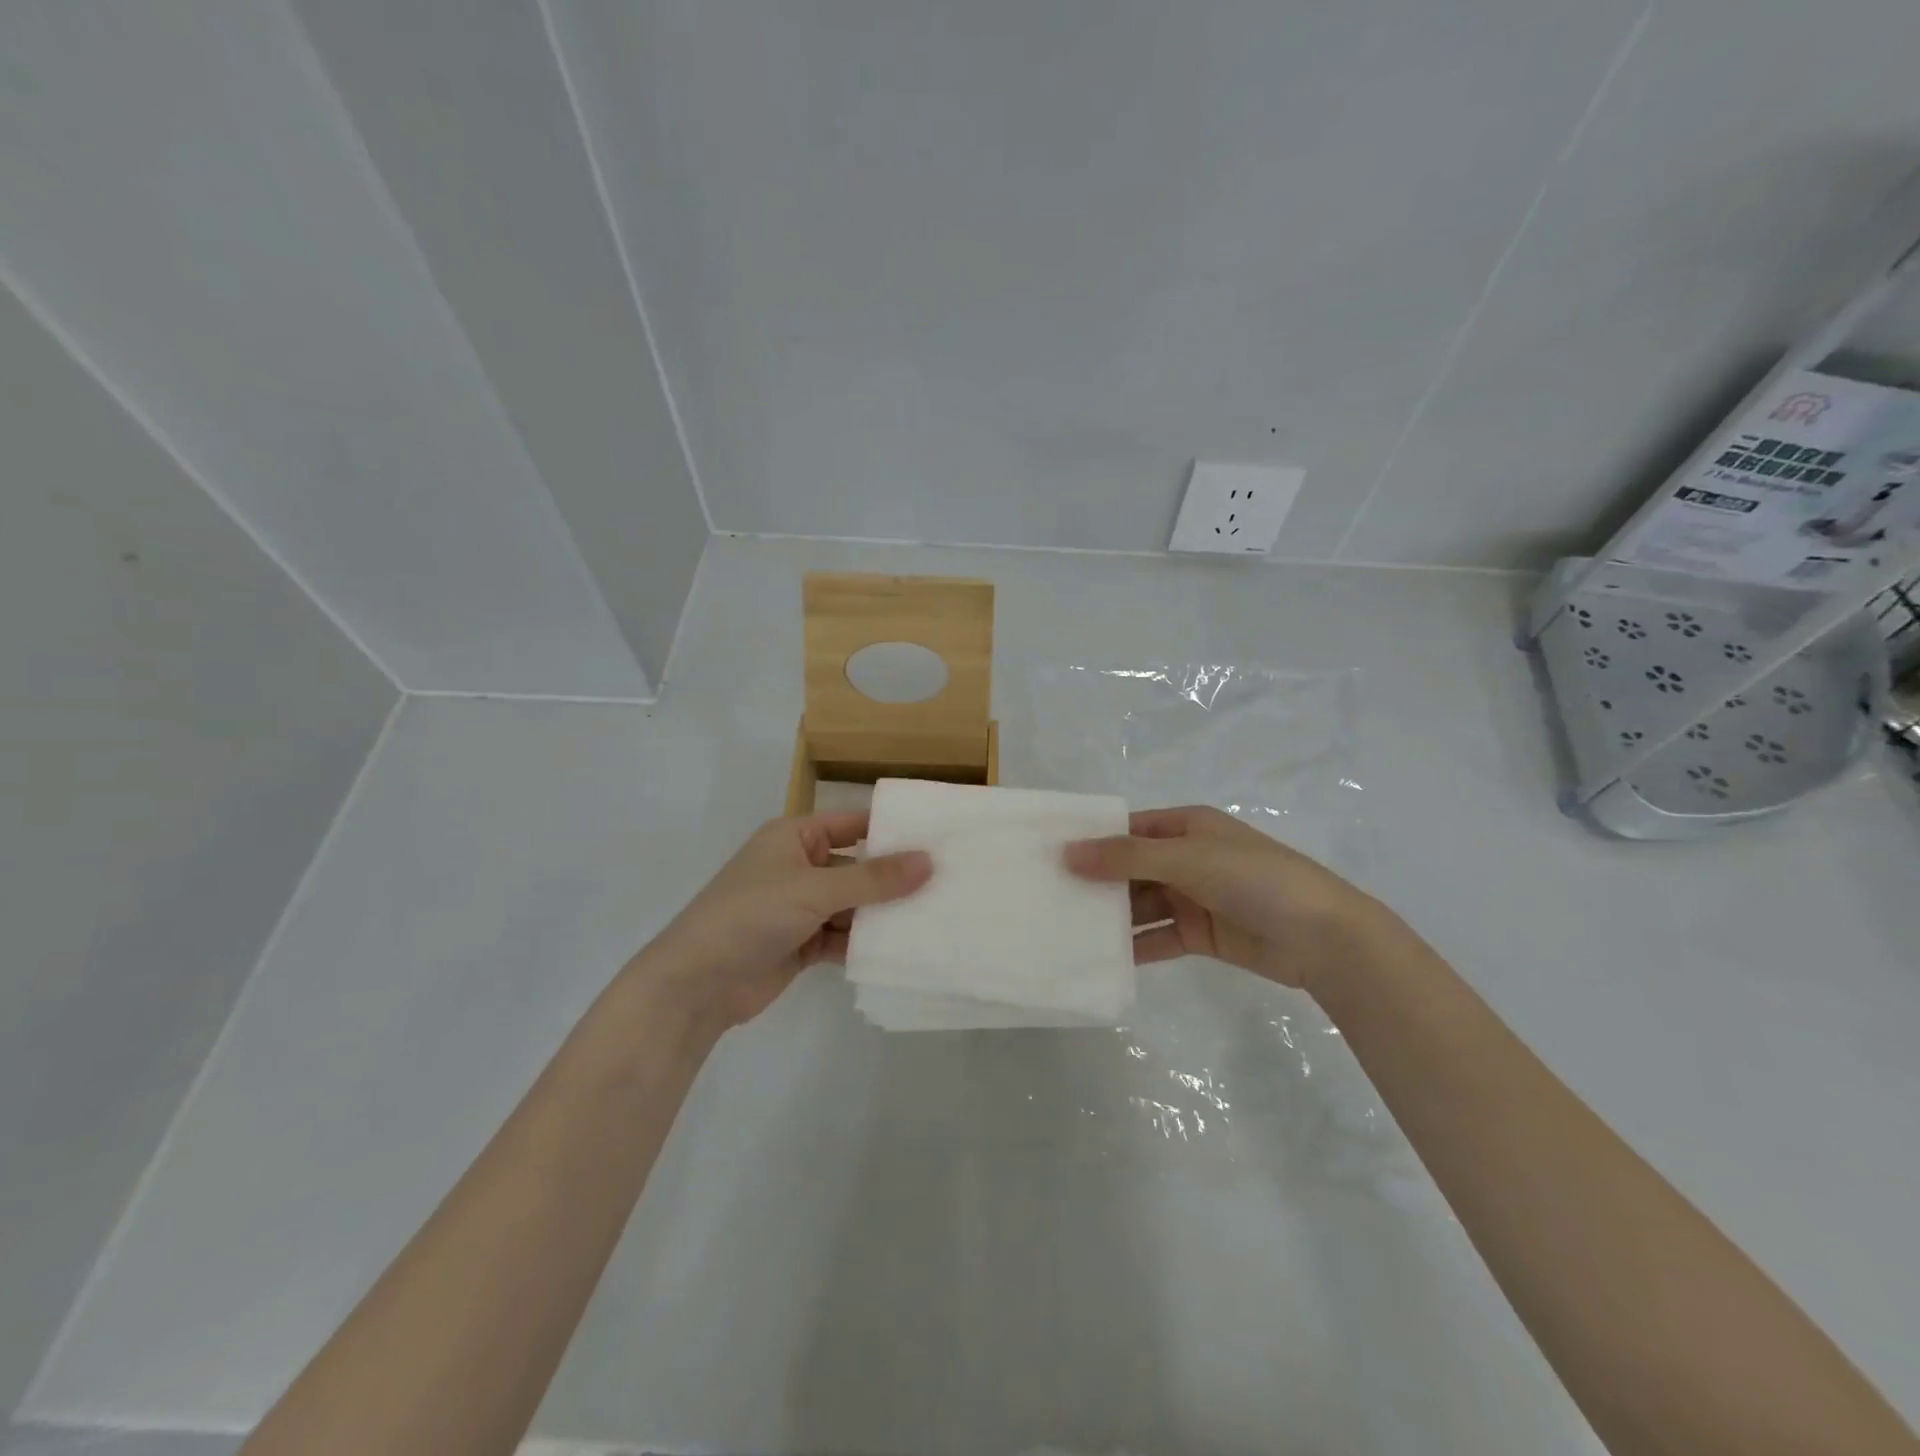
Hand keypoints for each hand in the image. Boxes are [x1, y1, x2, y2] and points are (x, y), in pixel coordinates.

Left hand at [633, 811, 930, 1030]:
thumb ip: (873, 878)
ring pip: (853, 905)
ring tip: (933, 918)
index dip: (892, 830)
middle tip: (946, 884)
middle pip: (857, 867)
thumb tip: (928, 861)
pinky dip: (863, 943)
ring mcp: (800, 907)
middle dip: (894, 879)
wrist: (696, 984)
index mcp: (795, 837)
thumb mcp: (814, 890)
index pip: (853, 824)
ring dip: (881, 914)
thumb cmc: (751, 916)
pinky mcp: (801, 943)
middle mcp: (799, 866)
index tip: (938, 838)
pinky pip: (842, 936)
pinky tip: (899, 949)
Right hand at [1064, 805, 1385, 993]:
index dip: (1092, 839)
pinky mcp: (1201, 934)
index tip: (1050, 854)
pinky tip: (1102, 958)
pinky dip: (1134, 946)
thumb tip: (1067, 853)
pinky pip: (1158, 936)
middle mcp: (1187, 857)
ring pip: (1141, 904)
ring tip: (1066, 929)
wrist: (1323, 937)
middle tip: (1048, 896)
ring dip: (1112, 916)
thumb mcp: (1187, 858)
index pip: (1128, 828)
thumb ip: (1126, 857)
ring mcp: (1194, 896)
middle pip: (1131, 867)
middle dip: (1096, 881)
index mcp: (1187, 826)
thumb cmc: (1254, 879)